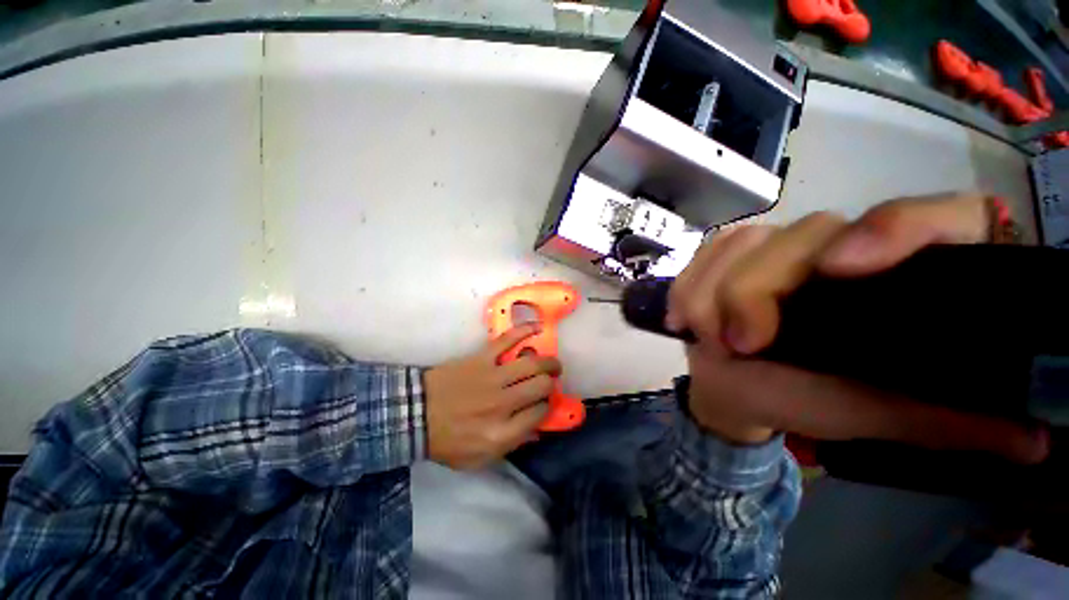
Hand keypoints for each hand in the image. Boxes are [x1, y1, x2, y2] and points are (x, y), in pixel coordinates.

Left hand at [425, 324, 560, 468]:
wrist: (415, 414)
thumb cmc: (447, 440)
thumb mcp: (478, 458)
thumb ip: (510, 446)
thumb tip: (537, 431)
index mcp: (502, 432)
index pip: (539, 414)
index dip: (547, 407)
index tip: (544, 404)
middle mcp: (502, 403)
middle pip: (541, 387)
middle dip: (551, 384)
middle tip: (551, 381)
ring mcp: (492, 377)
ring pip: (532, 364)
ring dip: (548, 362)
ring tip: (552, 364)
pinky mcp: (481, 358)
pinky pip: (507, 340)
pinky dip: (524, 331)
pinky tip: (537, 328)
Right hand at [665, 193, 1048, 463]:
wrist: (735, 388)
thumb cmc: (806, 402)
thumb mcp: (874, 414)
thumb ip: (943, 419)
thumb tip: (1036, 437)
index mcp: (896, 281)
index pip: (933, 219)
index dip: (898, 229)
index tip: (840, 269)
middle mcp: (840, 249)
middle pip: (806, 235)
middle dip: (756, 289)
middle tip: (738, 342)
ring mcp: (776, 246)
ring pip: (744, 242)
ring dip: (713, 291)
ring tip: (705, 335)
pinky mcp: (729, 254)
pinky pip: (707, 252)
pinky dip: (689, 284)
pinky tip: (684, 316)